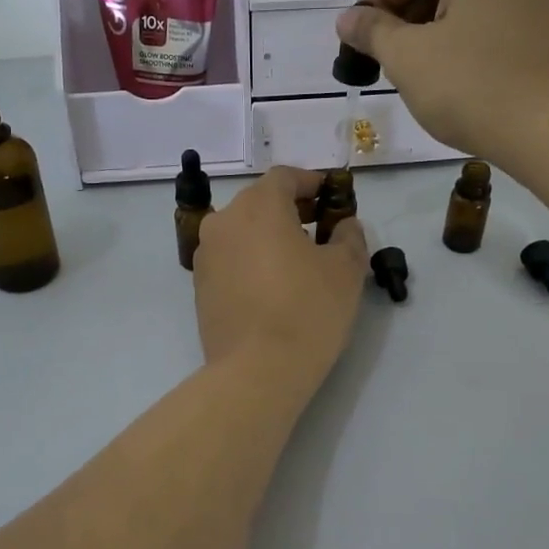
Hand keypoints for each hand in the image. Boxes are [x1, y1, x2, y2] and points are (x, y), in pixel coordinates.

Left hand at [194, 166, 367, 393]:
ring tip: (298, 261)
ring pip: (243, 232)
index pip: (286, 177)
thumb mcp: (346, 270)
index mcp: (258, 206)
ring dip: (269, 236)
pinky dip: (252, 261)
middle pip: (260, 202)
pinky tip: (273, 286)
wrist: (256, 371)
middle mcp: (224, 221)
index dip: (312, 183)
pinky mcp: (199, 286)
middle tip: (320, 229)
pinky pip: (231, 260)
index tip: (332, 198)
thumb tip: (345, 226)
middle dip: (291, 210)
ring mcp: (206, 255)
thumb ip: (349, 236)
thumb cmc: (307, 311)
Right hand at [334, 0, 548, 174]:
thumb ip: (372, 31)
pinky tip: (456, 69)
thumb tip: (347, 19)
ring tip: (418, 66)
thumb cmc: (473, 88)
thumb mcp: (408, 59)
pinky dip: (467, 32)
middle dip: (405, 12)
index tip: (357, 38)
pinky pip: (496, 12)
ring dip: (434, 24)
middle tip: (384, 55)